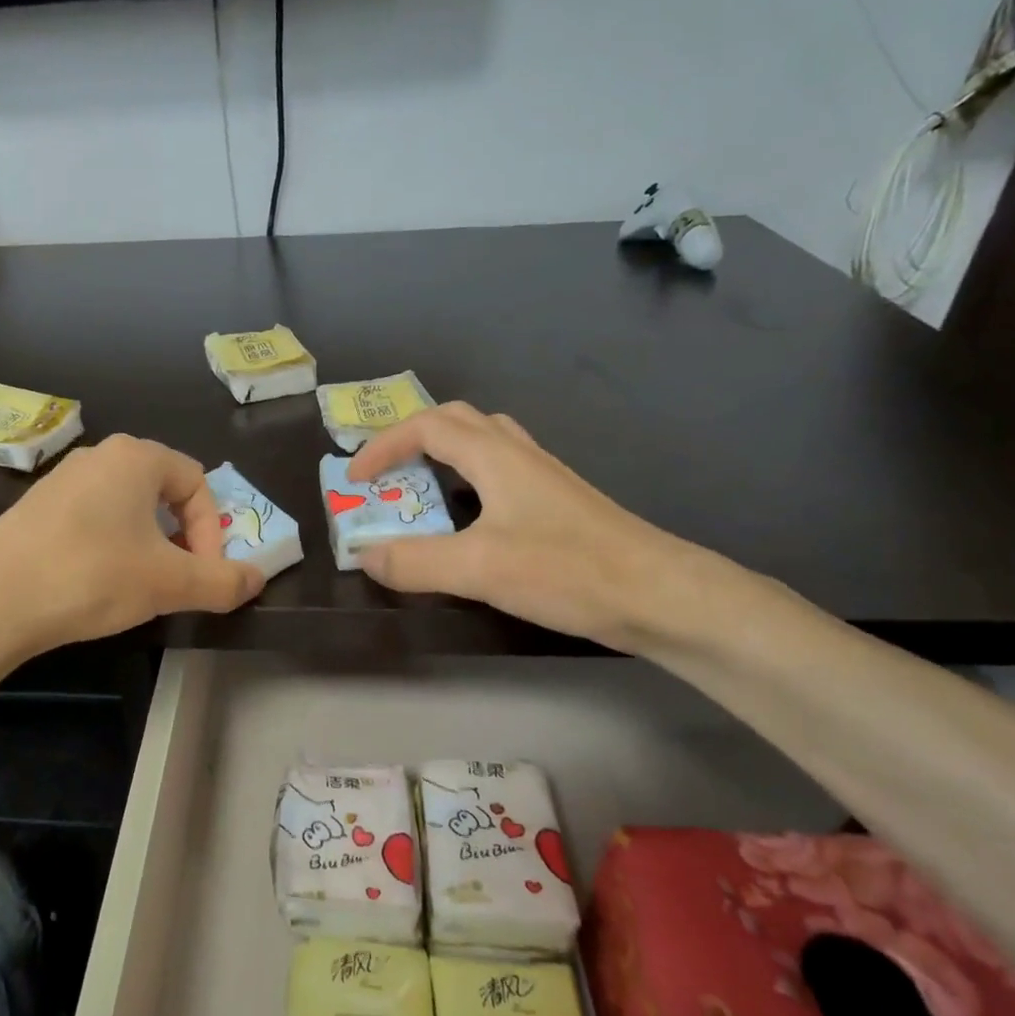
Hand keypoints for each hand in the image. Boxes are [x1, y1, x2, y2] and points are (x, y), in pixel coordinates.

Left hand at [0, 434, 264, 657]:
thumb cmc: (92, 575)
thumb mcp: (168, 583)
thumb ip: (221, 581)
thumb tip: (256, 580)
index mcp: (136, 457)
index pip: (198, 484)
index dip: (212, 531)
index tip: (203, 575)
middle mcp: (99, 456)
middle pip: (163, 492)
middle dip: (182, 538)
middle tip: (178, 579)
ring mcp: (62, 480)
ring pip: (127, 508)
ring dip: (148, 545)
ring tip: (140, 586)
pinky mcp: (35, 508)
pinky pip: (92, 519)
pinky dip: (110, 547)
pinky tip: (96, 583)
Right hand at [347, 403, 704, 650]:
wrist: (658, 594)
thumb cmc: (567, 570)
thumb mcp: (479, 568)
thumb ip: (415, 562)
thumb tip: (365, 556)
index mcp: (495, 456)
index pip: (427, 426)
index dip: (384, 445)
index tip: (356, 478)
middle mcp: (519, 454)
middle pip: (457, 421)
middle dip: (412, 439)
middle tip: (387, 474)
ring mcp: (544, 477)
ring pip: (484, 443)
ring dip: (444, 455)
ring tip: (422, 488)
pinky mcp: (559, 504)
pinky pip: (501, 473)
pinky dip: (469, 480)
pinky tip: (471, 518)